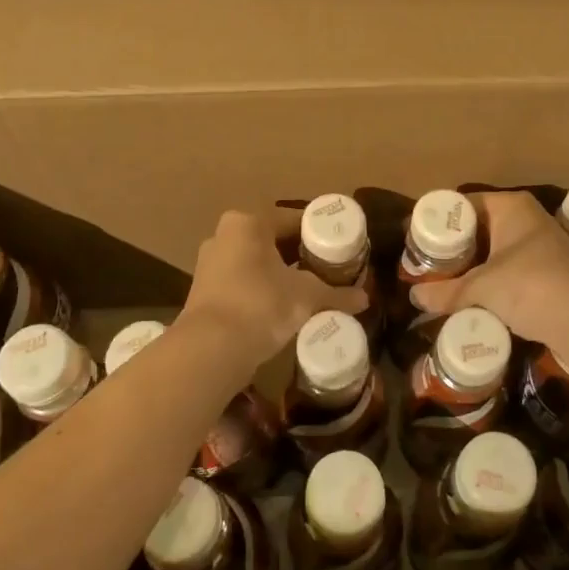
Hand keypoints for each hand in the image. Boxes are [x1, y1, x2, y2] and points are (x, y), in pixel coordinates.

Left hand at [181, 210, 367, 360]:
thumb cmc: (261, 305)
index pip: (293, 219)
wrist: (210, 350)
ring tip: (308, 289)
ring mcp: (210, 263)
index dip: (319, 233)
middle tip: (328, 269)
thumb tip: (365, 299)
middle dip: (300, 254)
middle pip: (273, 239)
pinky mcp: (203, 291)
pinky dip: (262, 289)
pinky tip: (281, 306)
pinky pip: (242, 281)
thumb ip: (336, 294)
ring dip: (280, 273)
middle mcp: (225, 235)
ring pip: (256, 261)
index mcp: (249, 223)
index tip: (339, 247)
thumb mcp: (307, 297)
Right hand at [412, 190, 568, 343]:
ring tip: (442, 283)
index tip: (416, 240)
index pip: (464, 204)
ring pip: (495, 252)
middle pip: (479, 228)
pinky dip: (491, 282)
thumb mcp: (480, 288)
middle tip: (425, 264)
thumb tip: (414, 297)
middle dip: (454, 248)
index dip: (439, 221)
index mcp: (510, 207)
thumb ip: (445, 292)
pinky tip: (473, 299)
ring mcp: (542, 246)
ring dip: (472, 267)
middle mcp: (527, 219)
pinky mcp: (549, 273)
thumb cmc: (530, 286)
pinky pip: (509, 271)